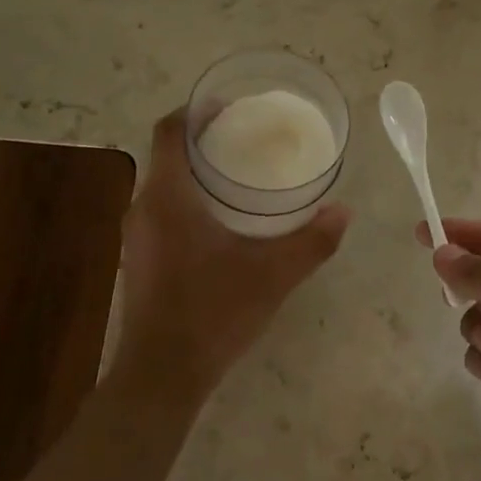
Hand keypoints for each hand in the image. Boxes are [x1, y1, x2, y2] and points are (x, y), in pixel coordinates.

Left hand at [114, 109, 349, 403]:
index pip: (169, 131)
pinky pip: (162, 214)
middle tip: (246, 140)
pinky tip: (220, 225)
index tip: (228, 107)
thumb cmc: (214, 312)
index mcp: (168, 197)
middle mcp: (143, 208)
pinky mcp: (140, 261)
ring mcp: (137, 237)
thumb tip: (343, 212)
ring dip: (194, 175)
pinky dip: (187, 203)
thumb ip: (312, 241)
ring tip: (238, 178)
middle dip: (202, 142)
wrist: (162, 374)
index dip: (195, 112)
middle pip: (167, 156)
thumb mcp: (273, 275)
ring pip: (164, 187)